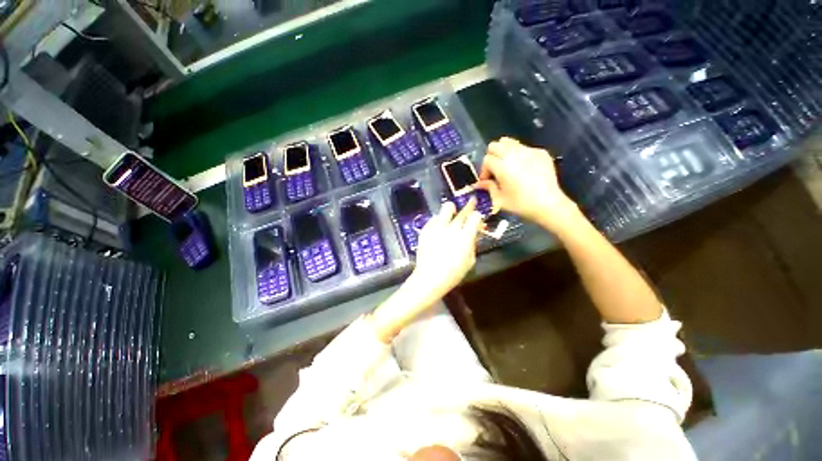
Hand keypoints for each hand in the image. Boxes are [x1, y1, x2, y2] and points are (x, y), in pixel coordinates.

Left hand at [410, 199, 483, 298]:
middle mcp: (452, 228)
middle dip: (469, 206)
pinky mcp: (426, 229)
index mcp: (465, 236)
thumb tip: (474, 232)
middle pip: (462, 210)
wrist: (429, 277)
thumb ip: (472, 243)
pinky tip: (439, 228)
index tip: (477, 218)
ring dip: (452, 210)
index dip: (477, 216)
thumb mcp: (470, 260)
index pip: (475, 216)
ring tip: (452, 213)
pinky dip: (439, 221)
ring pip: (447, 207)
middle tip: (471, 202)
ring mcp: (437, 227)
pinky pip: (434, 218)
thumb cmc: (453, 273)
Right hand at [476, 137, 579, 232]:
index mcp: (502, 167)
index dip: (484, 170)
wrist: (549, 204)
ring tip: (508, 166)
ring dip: (504, 152)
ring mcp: (529, 151)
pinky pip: (524, 147)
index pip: (486, 159)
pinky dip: (519, 155)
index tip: (487, 181)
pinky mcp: (540, 152)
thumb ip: (488, 188)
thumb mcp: (499, 200)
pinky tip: (524, 168)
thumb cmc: (521, 204)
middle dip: (492, 157)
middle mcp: (514, 154)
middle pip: (495, 145)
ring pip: (509, 142)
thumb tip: (478, 184)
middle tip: (495, 170)